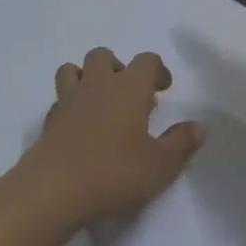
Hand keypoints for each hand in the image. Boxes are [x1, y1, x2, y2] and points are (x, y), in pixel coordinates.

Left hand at [11, 48, 204, 228]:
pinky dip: (71, 104)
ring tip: (100, 103)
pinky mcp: (48, 121)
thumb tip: (198, 126)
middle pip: (103, 55)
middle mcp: (97, 85)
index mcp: (128, 88)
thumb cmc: (114, 173)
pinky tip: (80, 127)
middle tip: (131, 95)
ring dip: (87, 77)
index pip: (146, 61)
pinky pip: (60, 99)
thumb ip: (181, 143)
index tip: (164, 88)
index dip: (158, 70)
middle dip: (118, 67)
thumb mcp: (160, 165)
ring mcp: (68, 101)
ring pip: (73, 69)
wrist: (53, 190)